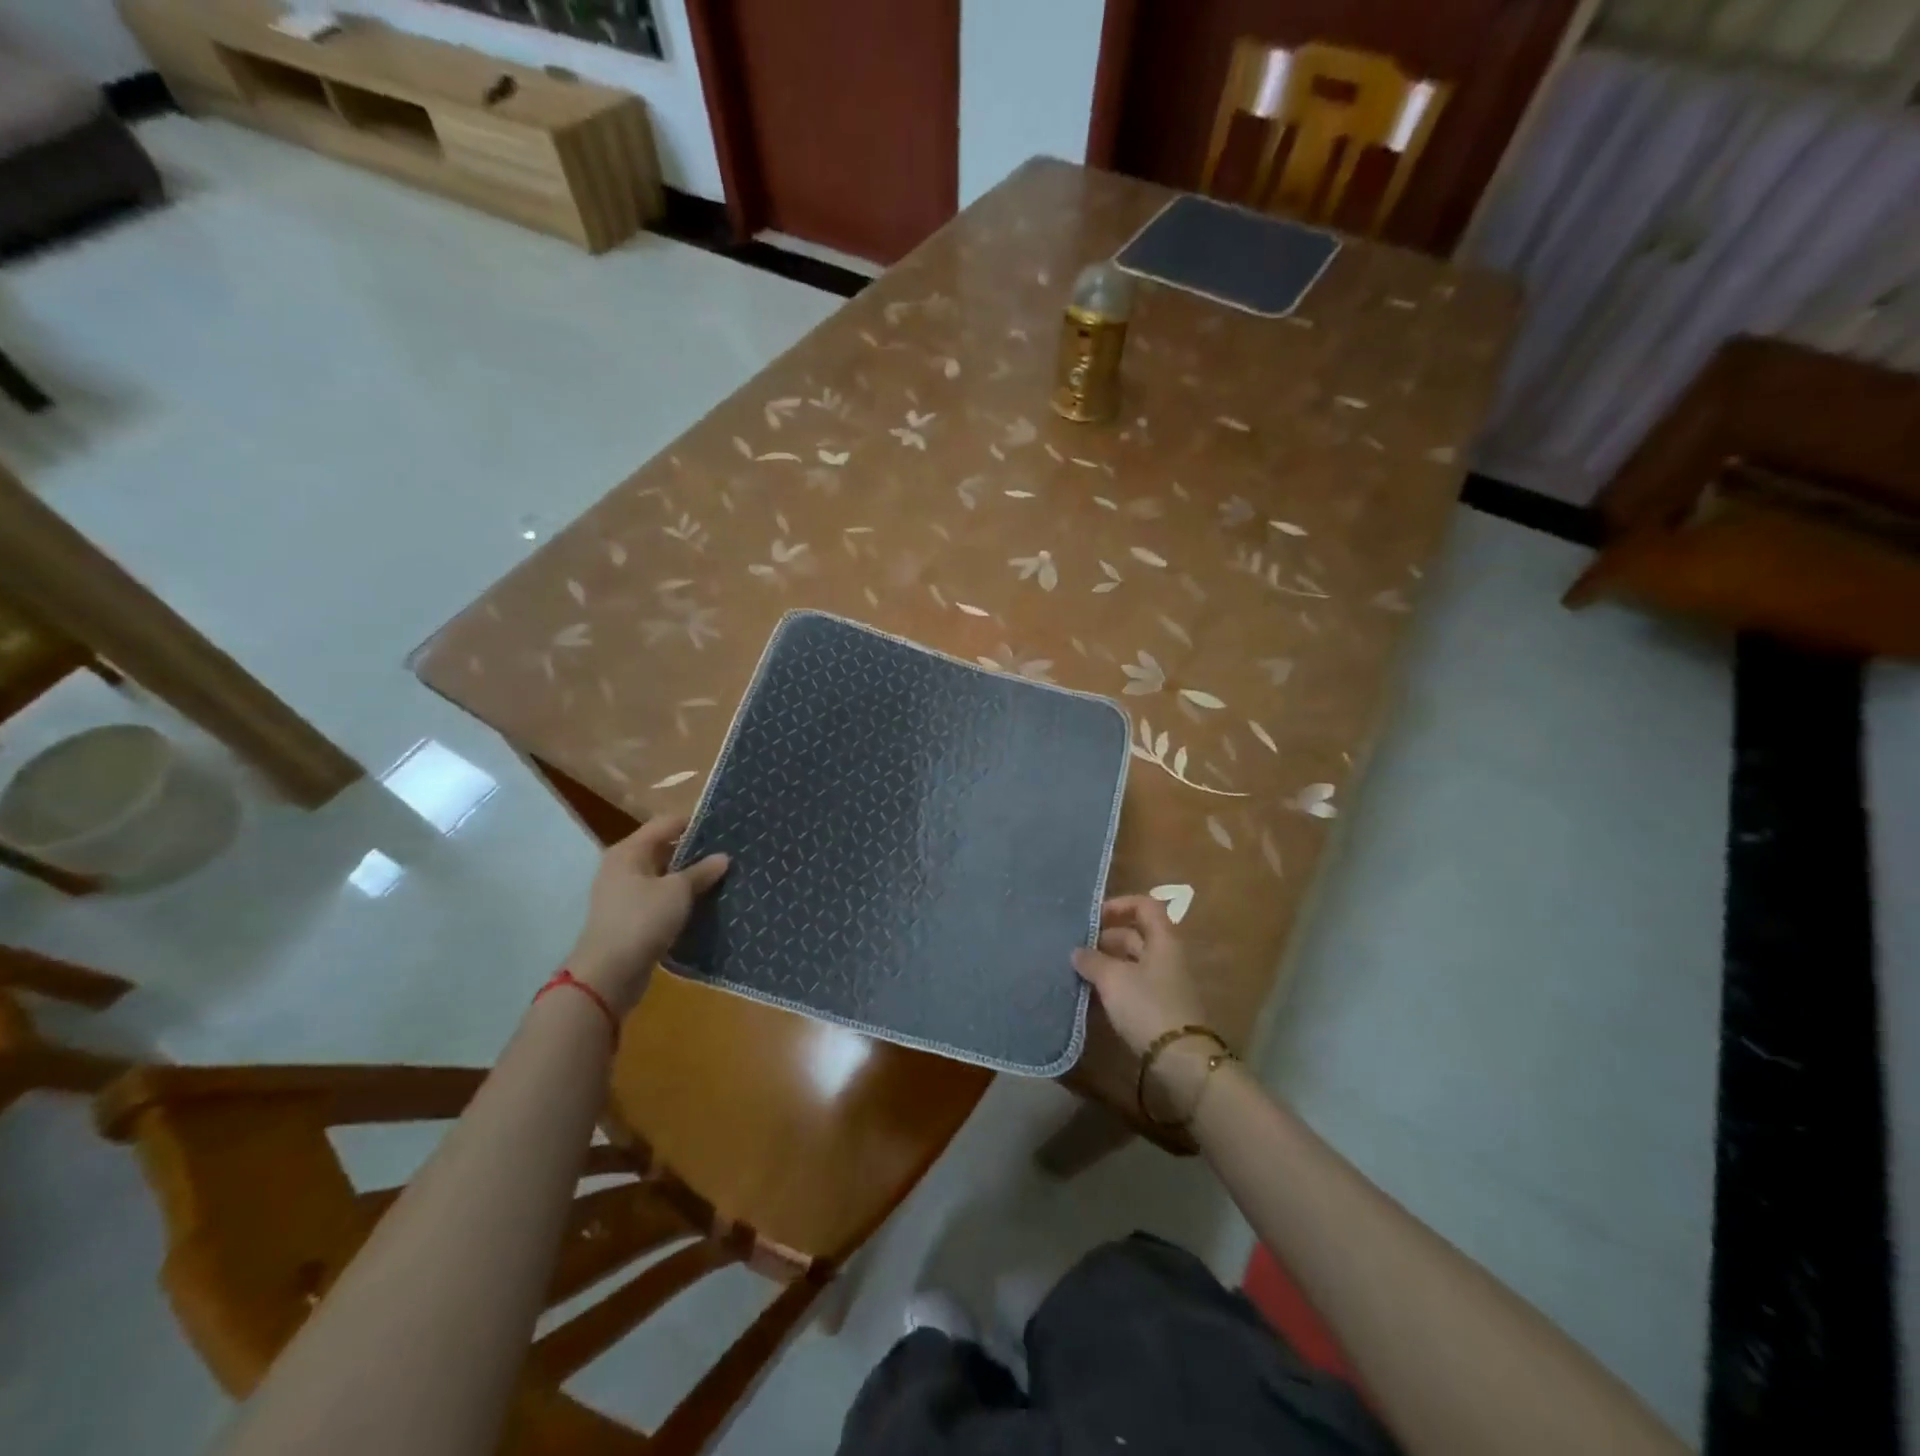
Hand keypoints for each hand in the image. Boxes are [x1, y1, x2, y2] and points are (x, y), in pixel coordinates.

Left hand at [566, 816, 728, 1016]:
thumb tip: (723, 857)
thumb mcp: (678, 892)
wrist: (608, 974)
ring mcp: (623, 894)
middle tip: (727, 855)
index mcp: (629, 851)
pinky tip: (703, 904)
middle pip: (663, 849)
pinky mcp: (629, 918)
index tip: (724, 828)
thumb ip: (701, 872)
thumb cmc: (642, 920)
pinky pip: (659, 899)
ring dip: (687, 878)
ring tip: (721, 878)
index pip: (666, 823)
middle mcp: (622, 867)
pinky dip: (678, 899)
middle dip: (694, 852)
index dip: (694, 823)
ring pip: (662, 876)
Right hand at [1070, 895, 1206, 1056]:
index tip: (1093, 918)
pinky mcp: (1160, 1010)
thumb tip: (1077, 951)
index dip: (1119, 905)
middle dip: (1106, 939)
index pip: (1145, 906)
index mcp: (1163, 940)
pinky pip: (1134, 987)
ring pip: (1132, 963)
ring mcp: (1165, 985)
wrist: (1181, 1061)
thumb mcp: (1113, 979)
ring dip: (1107, 964)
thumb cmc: (1148, 1007)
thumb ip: (1092, 960)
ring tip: (1079, 972)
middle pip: (1136, 936)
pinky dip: (1114, 986)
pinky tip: (1093, 996)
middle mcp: (1167, 957)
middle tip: (1078, 948)